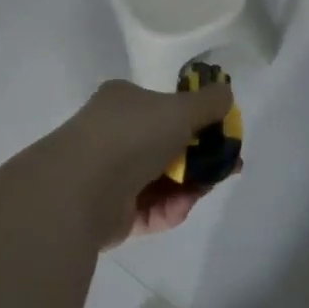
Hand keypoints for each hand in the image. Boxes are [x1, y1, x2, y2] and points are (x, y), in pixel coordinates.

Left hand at [57, 78, 238, 246]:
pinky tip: (182, 206)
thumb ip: (209, 102)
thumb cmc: (132, 136)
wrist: (80, 189)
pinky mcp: (111, 213)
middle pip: (169, 147)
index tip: (226, 134)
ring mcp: (111, 175)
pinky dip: (170, 209)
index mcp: (124, 102)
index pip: (167, 108)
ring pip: (163, 181)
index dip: (200, 120)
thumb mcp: (180, 108)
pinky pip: (151, 209)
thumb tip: (226, 94)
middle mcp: (114, 135)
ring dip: (190, 185)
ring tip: (207, 188)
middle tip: (228, 167)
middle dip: (202, 158)